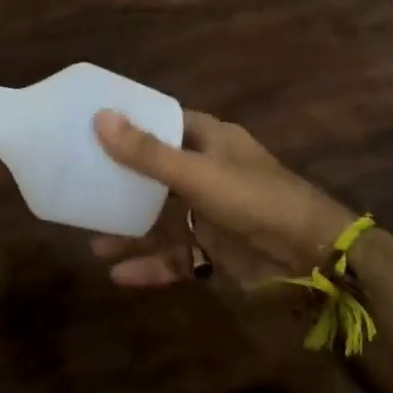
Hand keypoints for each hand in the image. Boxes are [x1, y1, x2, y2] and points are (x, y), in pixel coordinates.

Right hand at [90, 108, 355, 289]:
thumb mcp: (196, 173)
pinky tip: (119, 275)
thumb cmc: (254, 199)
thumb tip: (100, 117)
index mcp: (210, 140)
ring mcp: (210, 213)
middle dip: (122, 183)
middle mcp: (207, 172)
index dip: (132, 124)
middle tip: (82, 186)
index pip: (165, 123)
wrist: (310, 257)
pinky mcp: (214, 249)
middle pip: (156, 173)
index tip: (94, 127)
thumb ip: (147, 153)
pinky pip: (175, 255)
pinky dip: (150, 265)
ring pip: (162, 219)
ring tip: (92, 242)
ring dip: (130, 231)